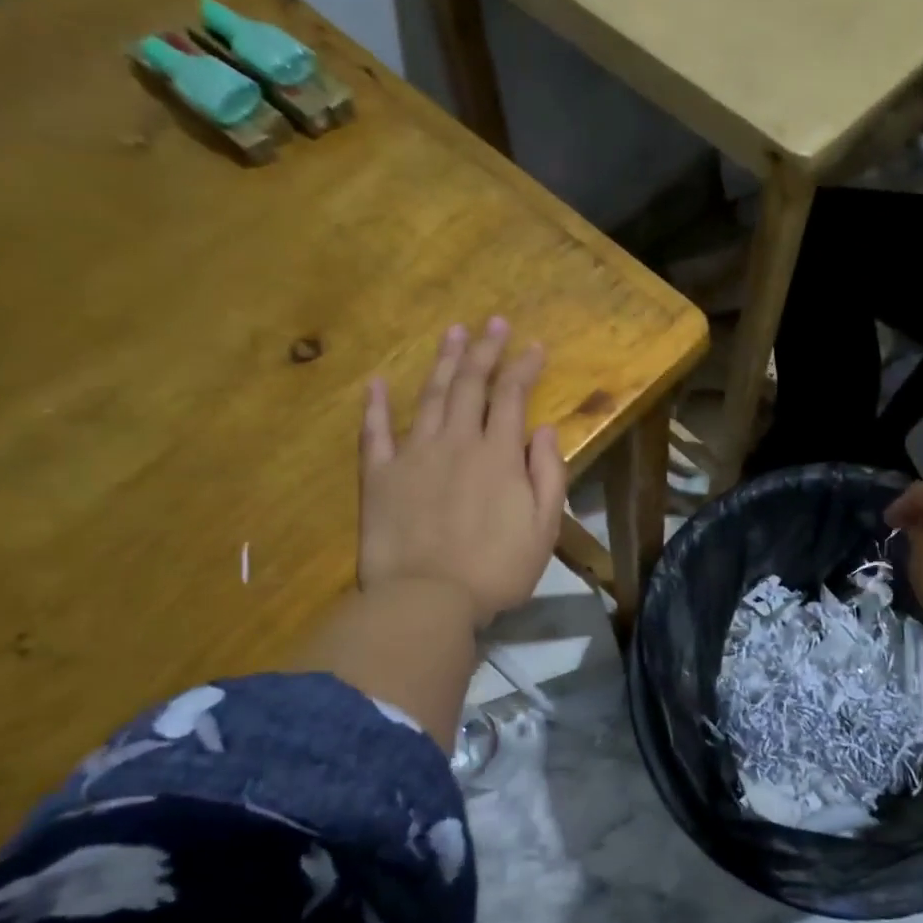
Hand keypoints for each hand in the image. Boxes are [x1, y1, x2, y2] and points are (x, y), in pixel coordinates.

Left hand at [357, 319, 566, 625]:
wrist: (426, 600)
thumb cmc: (497, 569)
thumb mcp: (544, 528)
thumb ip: (548, 474)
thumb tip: (543, 430)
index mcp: (498, 454)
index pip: (512, 397)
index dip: (524, 367)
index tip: (534, 346)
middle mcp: (456, 442)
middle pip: (471, 385)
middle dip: (485, 350)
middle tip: (493, 322)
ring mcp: (413, 455)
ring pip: (430, 396)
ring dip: (444, 362)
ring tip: (453, 332)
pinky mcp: (379, 476)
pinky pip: (375, 432)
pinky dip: (376, 405)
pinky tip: (378, 382)